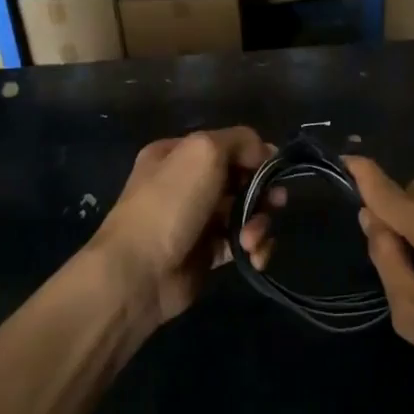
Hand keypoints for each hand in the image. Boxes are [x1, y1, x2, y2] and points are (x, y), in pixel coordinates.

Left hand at [89, 128, 278, 326]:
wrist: (138, 273)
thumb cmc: (170, 204)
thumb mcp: (203, 151)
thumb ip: (239, 141)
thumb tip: (265, 152)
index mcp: (178, 153)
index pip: (229, 145)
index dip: (255, 156)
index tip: (273, 172)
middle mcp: (187, 183)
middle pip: (242, 179)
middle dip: (263, 192)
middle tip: (275, 203)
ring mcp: (197, 219)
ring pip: (246, 212)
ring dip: (259, 223)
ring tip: (251, 240)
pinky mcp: (208, 253)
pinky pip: (243, 242)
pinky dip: (255, 248)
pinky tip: (253, 256)